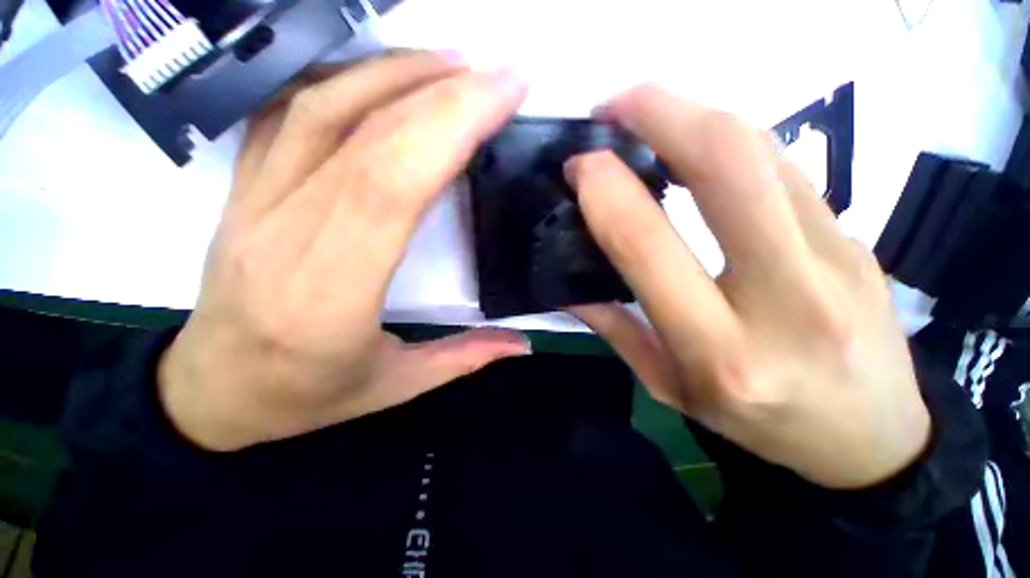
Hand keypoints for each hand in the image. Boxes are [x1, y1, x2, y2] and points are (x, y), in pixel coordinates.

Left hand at [158, 52, 531, 450]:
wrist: (211, 391)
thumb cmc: (302, 398)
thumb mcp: (394, 387)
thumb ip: (464, 358)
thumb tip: (523, 343)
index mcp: (331, 294)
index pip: (393, 186)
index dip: (450, 129)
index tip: (501, 96)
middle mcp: (285, 235)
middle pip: (367, 138)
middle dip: (441, 94)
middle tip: (496, 74)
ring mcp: (252, 202)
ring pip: (322, 109)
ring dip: (393, 72)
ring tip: (452, 62)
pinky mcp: (241, 189)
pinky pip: (287, 113)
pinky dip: (341, 79)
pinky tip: (383, 74)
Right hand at [567, 86, 929, 489]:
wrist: (869, 437)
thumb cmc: (759, 424)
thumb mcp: (668, 389)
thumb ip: (615, 329)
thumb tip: (570, 283)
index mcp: (720, 348)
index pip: (648, 244)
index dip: (605, 190)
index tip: (578, 168)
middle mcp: (785, 296)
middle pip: (727, 162)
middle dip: (660, 111)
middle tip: (611, 106)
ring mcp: (836, 256)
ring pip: (761, 147)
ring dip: (692, 112)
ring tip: (643, 116)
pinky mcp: (854, 234)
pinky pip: (783, 164)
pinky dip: (727, 140)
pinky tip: (693, 146)